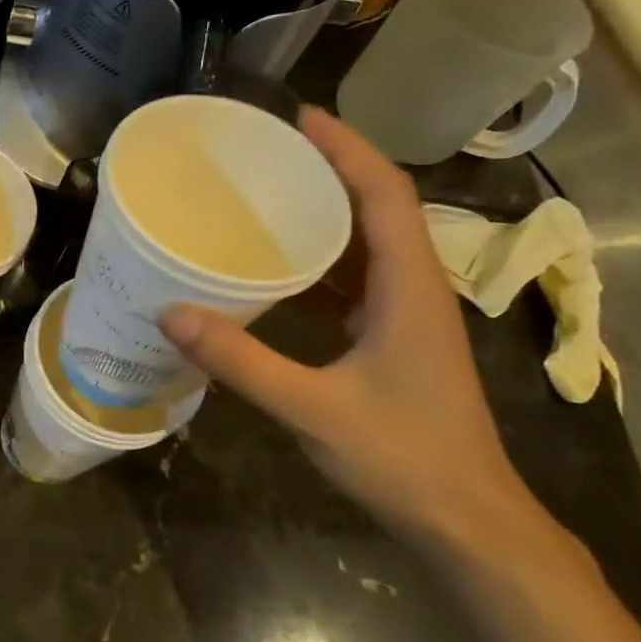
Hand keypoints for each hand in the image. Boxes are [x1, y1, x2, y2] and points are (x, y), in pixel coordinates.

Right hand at [158, 107, 542, 554]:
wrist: (468, 523)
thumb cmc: (404, 459)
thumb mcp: (314, 408)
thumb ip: (241, 360)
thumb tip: (171, 312)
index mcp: (409, 289)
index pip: (385, 195)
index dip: (348, 150)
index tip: (300, 118)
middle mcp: (413, 290)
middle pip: (377, 208)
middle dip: (328, 170)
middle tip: (267, 152)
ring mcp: (404, 316)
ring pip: (365, 245)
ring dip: (322, 214)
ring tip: (263, 196)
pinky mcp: (390, 340)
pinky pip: (352, 282)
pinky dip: (315, 262)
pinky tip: (272, 269)